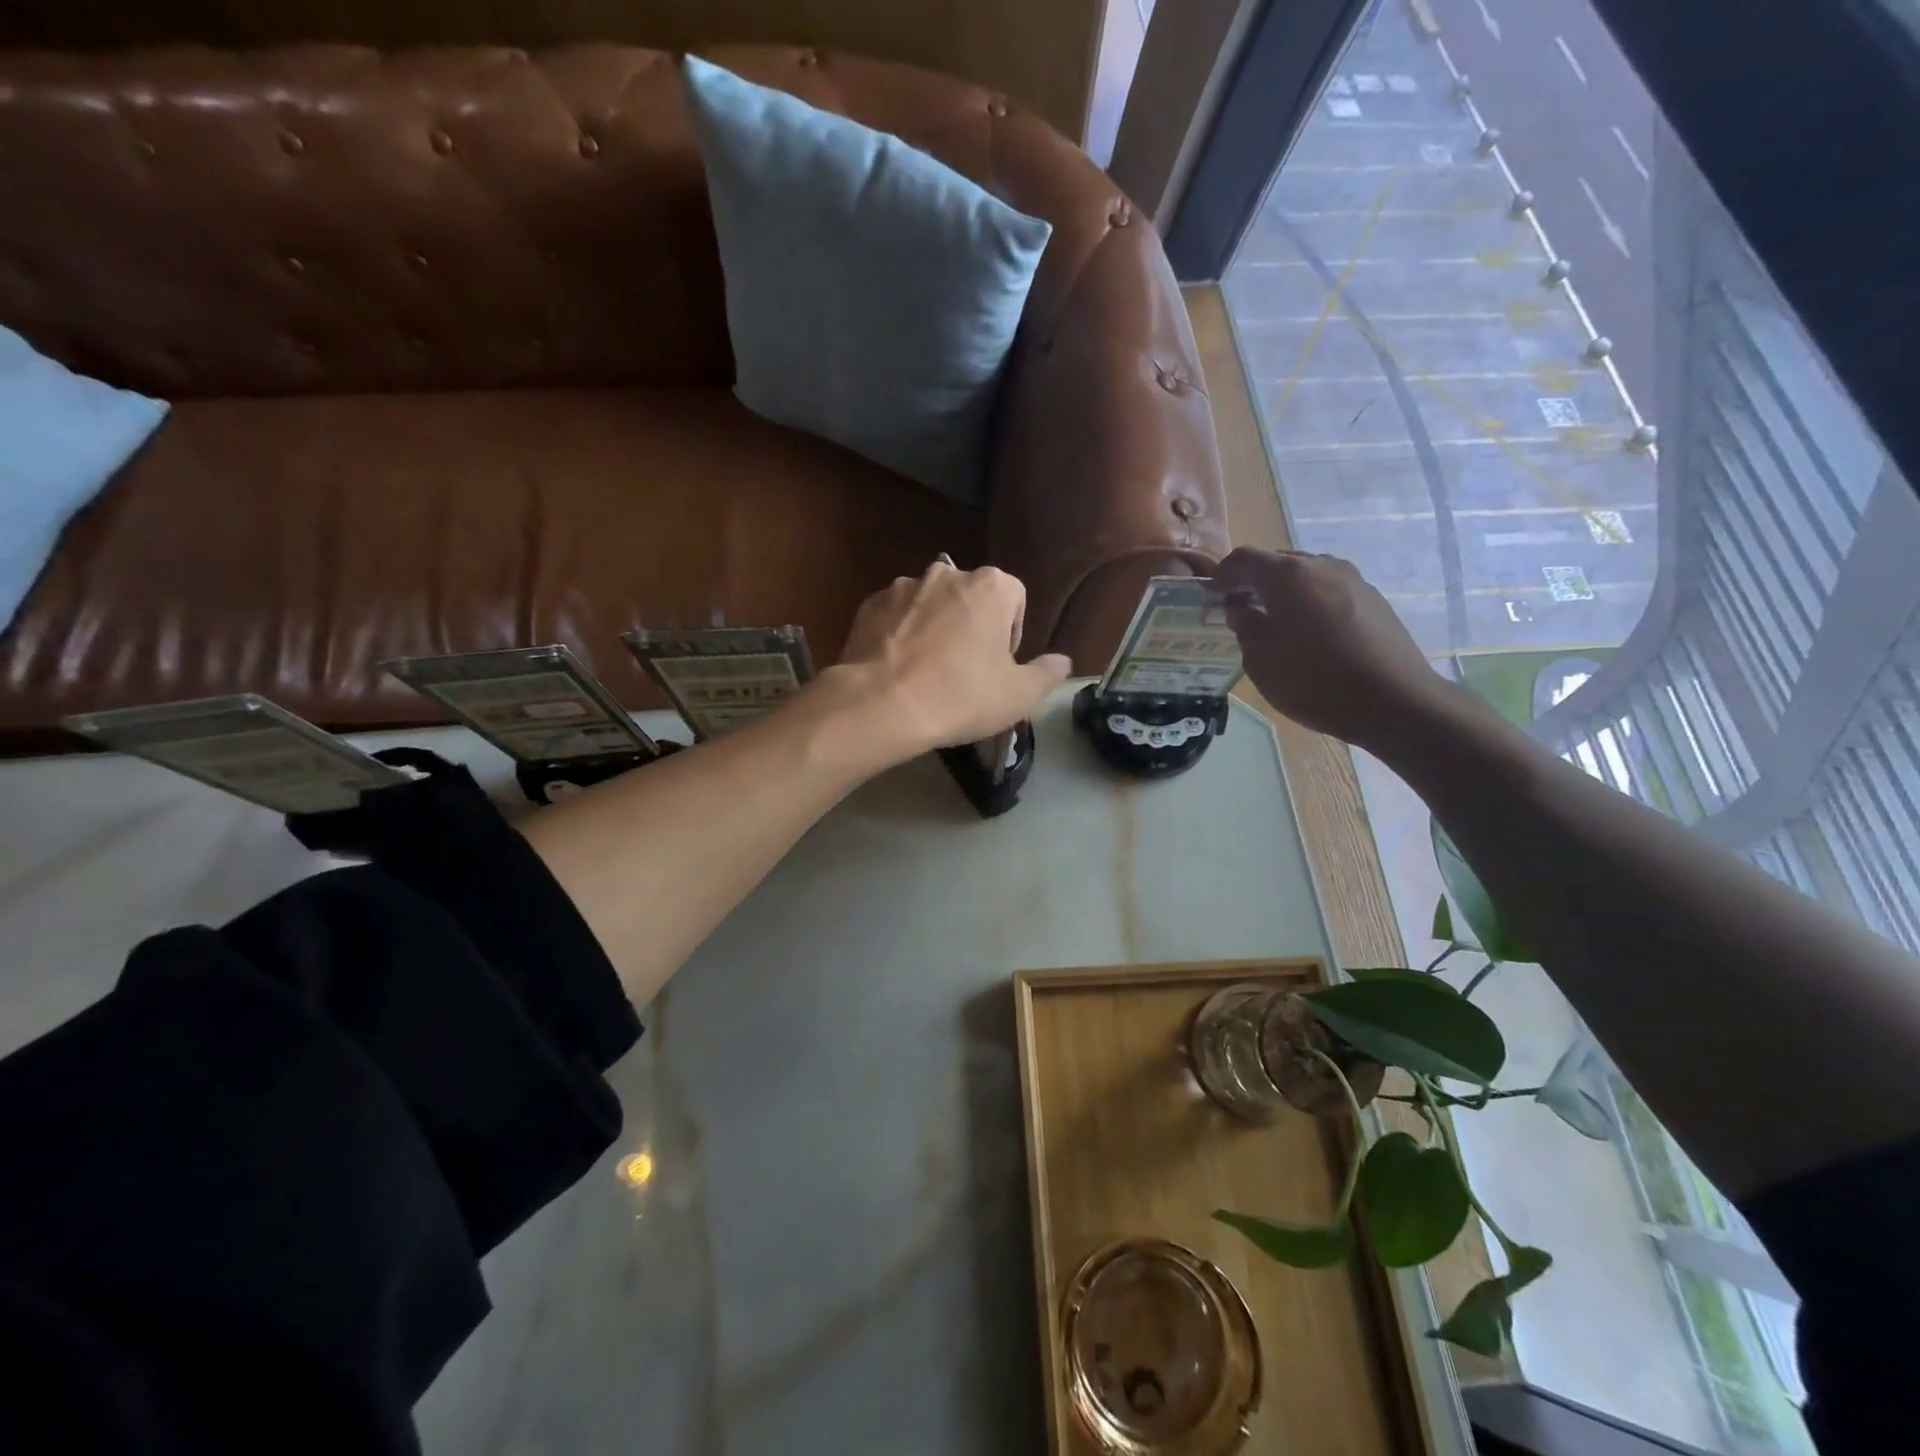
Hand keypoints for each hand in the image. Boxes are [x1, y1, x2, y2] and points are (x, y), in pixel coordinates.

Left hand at [829, 562, 1071, 760]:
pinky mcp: (869, 604)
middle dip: (972, 627)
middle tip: (965, 671)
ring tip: (927, 671)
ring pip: (931, 605)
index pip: (1015, 599)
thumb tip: (1063, 662)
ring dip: (935, 628)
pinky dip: (901, 634)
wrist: (881, 705)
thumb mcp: (1019, 695)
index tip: (999, 667)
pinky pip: (896, 616)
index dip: (1011, 634)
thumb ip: (1047, 674)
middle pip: (971, 598)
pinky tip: (898, 668)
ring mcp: (903, 586)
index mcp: (991, 586)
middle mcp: (948, 573)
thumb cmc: (960, 696)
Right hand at [1216, 547, 1451, 747]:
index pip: (1244, 559)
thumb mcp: (1262, 661)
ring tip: (1276, 621)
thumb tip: (1242, 608)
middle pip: (1277, 561)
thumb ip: (1246, 627)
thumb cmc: (1315, 682)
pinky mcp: (1374, 598)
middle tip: (1241, 609)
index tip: (1212, 596)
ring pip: (1306, 574)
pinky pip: (1330, 589)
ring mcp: (1353, 579)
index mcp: (1288, 576)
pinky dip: (1311, 600)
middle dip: (1254, 581)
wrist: (1394, 702)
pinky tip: (1310, 632)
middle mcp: (1321, 566)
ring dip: (1284, 590)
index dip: (1223, 575)